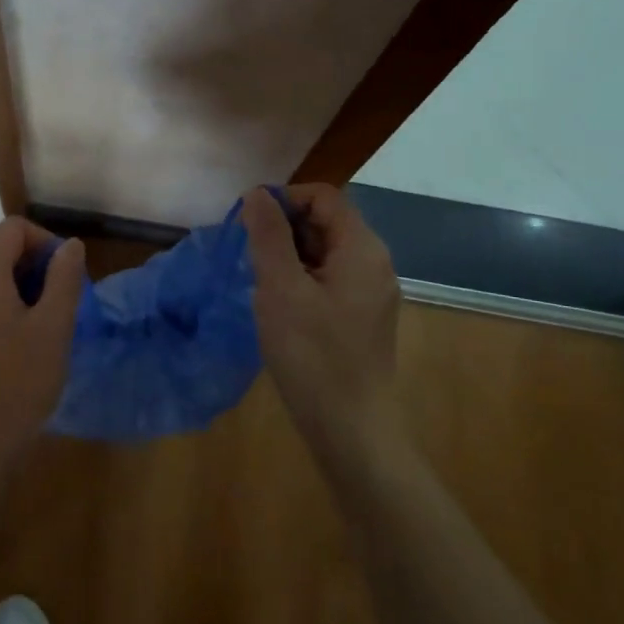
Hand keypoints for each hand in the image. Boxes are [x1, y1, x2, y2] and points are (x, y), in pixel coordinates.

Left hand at [0, 217, 85, 477]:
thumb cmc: (16, 382)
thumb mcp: (53, 327)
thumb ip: (64, 279)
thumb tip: (70, 245)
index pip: (13, 229)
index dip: (46, 241)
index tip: (68, 275)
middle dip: (37, 269)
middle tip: (66, 305)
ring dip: (25, 294)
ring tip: (51, 329)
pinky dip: (7, 314)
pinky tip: (26, 350)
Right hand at [242, 185, 401, 452]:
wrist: (351, 429)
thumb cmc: (312, 355)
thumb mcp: (280, 288)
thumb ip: (269, 235)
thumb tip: (257, 194)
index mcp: (362, 249)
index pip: (323, 196)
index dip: (284, 200)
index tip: (249, 225)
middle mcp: (374, 263)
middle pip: (326, 221)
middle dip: (284, 229)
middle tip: (250, 258)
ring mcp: (371, 292)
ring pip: (324, 251)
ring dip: (289, 255)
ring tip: (261, 283)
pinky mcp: (362, 317)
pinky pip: (329, 278)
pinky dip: (301, 279)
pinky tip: (280, 306)